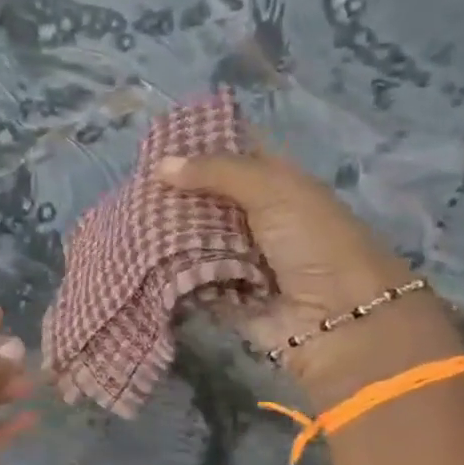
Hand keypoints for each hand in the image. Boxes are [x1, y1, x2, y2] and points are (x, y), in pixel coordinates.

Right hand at [157, 150, 461, 405]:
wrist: (340, 321)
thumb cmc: (314, 243)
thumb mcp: (273, 191)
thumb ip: (217, 172)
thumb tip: (160, 165)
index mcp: (277, 185)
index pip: (233, 155)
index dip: (199, 144)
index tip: (153, 142)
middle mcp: (257, 219)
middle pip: (206, 200)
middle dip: (172, 194)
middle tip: (128, 187)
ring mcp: (240, 260)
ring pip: (193, 240)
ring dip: (166, 235)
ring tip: (123, 222)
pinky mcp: (225, 297)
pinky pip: (189, 280)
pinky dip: (169, 274)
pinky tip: (138, 260)